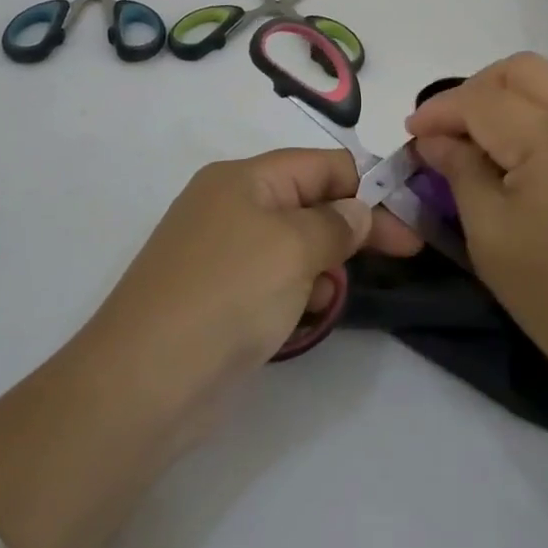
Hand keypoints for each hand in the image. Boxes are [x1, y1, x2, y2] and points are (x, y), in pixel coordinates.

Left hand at [0, 147, 420, 547]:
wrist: (143, 382)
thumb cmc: (227, 296)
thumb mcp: (294, 248)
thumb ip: (336, 224)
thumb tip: (358, 211)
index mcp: (246, 178)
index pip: (323, 165)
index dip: (367, 190)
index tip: (404, 224)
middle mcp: (232, 205)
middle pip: (311, 203)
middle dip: (351, 229)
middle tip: (402, 256)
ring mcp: (221, 252)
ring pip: (296, 245)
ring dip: (323, 266)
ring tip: (326, 298)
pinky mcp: (217, 295)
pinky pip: (273, 279)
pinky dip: (296, 292)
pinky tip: (302, 319)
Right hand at [407, 53, 547, 369]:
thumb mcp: (489, 233)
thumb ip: (459, 171)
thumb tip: (433, 140)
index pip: (483, 101)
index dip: (439, 111)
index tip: (410, 132)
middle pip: (520, 70)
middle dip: (474, 89)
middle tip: (446, 128)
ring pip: (546, 81)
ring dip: (503, 96)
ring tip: (474, 136)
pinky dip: (530, 112)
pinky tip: (510, 150)